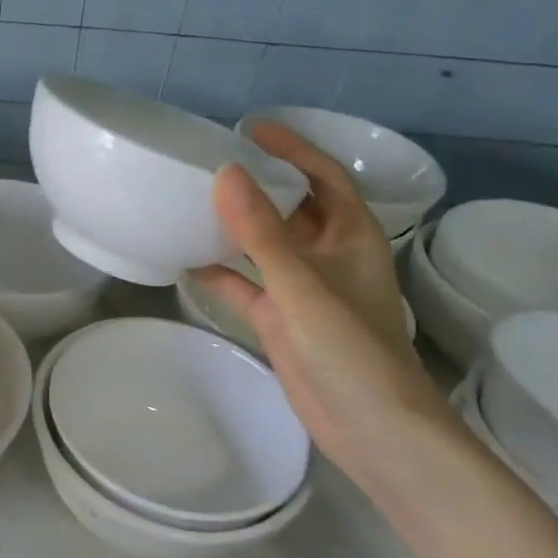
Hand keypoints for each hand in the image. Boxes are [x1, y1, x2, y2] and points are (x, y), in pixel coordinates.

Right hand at [193, 124, 456, 483]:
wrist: (372, 429)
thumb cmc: (349, 349)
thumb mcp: (301, 284)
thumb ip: (260, 231)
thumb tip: (225, 173)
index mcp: (351, 236)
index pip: (323, 176)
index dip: (292, 149)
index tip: (250, 129)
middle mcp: (329, 256)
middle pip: (293, 206)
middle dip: (260, 182)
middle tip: (211, 160)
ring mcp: (304, 290)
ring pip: (266, 245)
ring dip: (236, 226)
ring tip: (192, 201)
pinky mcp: (283, 320)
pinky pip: (247, 284)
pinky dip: (221, 272)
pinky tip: (186, 260)